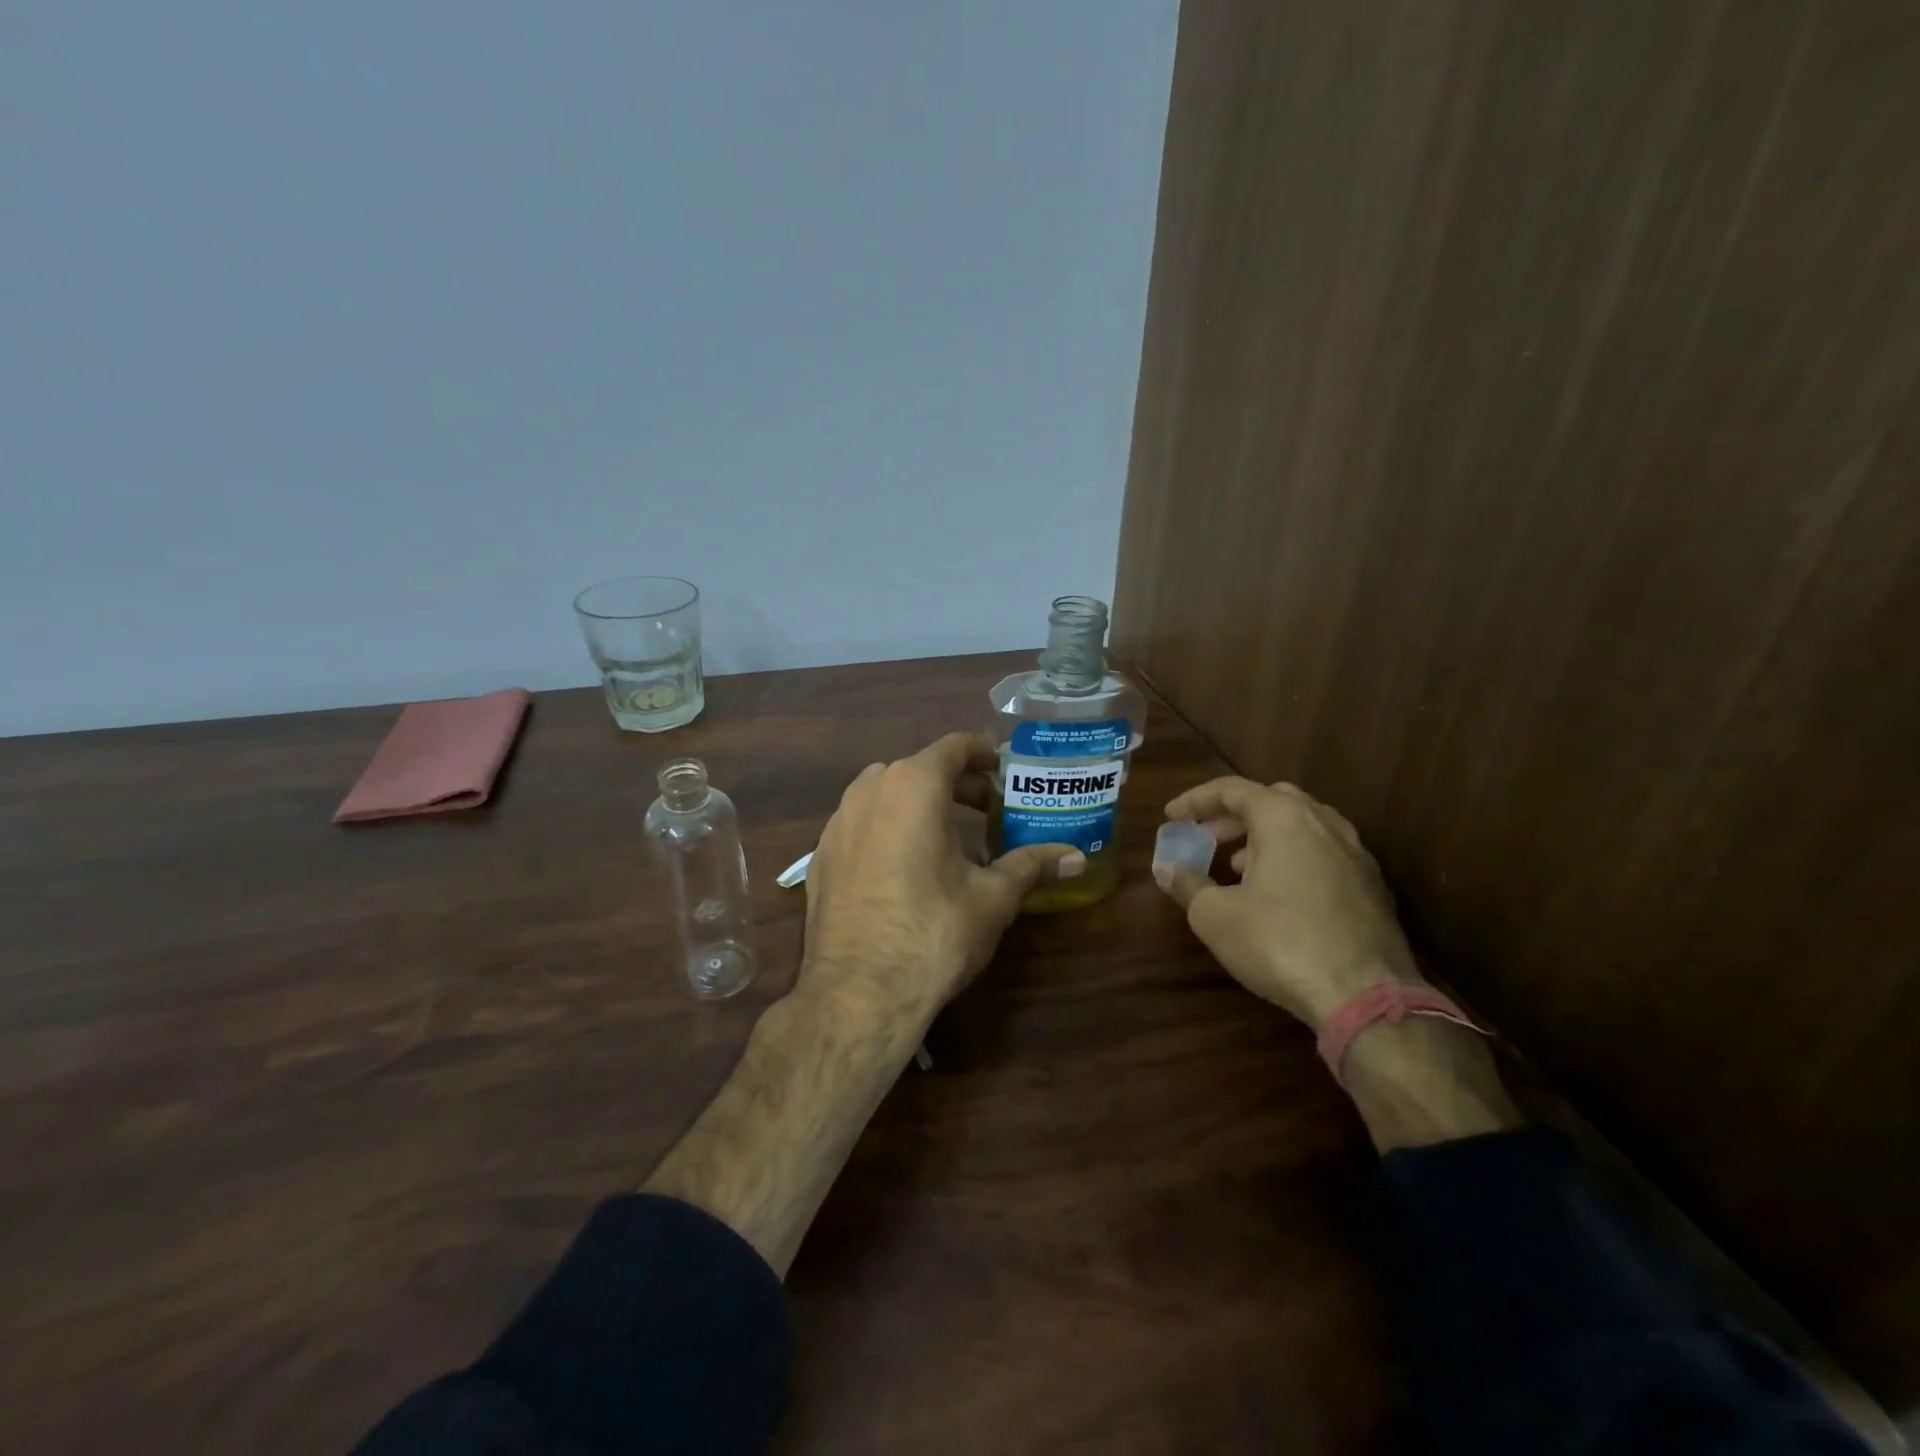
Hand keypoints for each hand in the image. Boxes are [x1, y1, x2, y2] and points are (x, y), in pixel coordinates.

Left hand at [800, 733, 1083, 1035]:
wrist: (857, 994)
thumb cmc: (934, 933)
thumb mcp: (993, 898)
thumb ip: (1033, 866)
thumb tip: (1077, 859)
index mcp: (913, 786)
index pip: (953, 747)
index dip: (983, 754)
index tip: (1003, 772)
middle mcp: (868, 791)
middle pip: (918, 768)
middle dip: (955, 784)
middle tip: (986, 809)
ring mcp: (836, 823)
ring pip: (883, 794)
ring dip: (917, 804)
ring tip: (946, 838)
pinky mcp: (819, 856)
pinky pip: (859, 825)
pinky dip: (886, 829)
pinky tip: (903, 868)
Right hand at [1158, 777, 1421, 1030]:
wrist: (1365, 997)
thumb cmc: (1279, 943)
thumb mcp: (1214, 916)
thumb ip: (1187, 883)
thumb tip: (1168, 869)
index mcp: (1284, 817)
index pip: (1232, 789)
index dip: (1195, 800)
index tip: (1170, 817)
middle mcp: (1324, 823)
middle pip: (1271, 800)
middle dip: (1233, 816)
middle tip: (1207, 838)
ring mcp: (1356, 854)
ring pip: (1302, 827)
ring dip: (1264, 838)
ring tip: (1238, 868)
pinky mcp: (1373, 886)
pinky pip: (1323, 854)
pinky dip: (1293, 859)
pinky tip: (1278, 896)